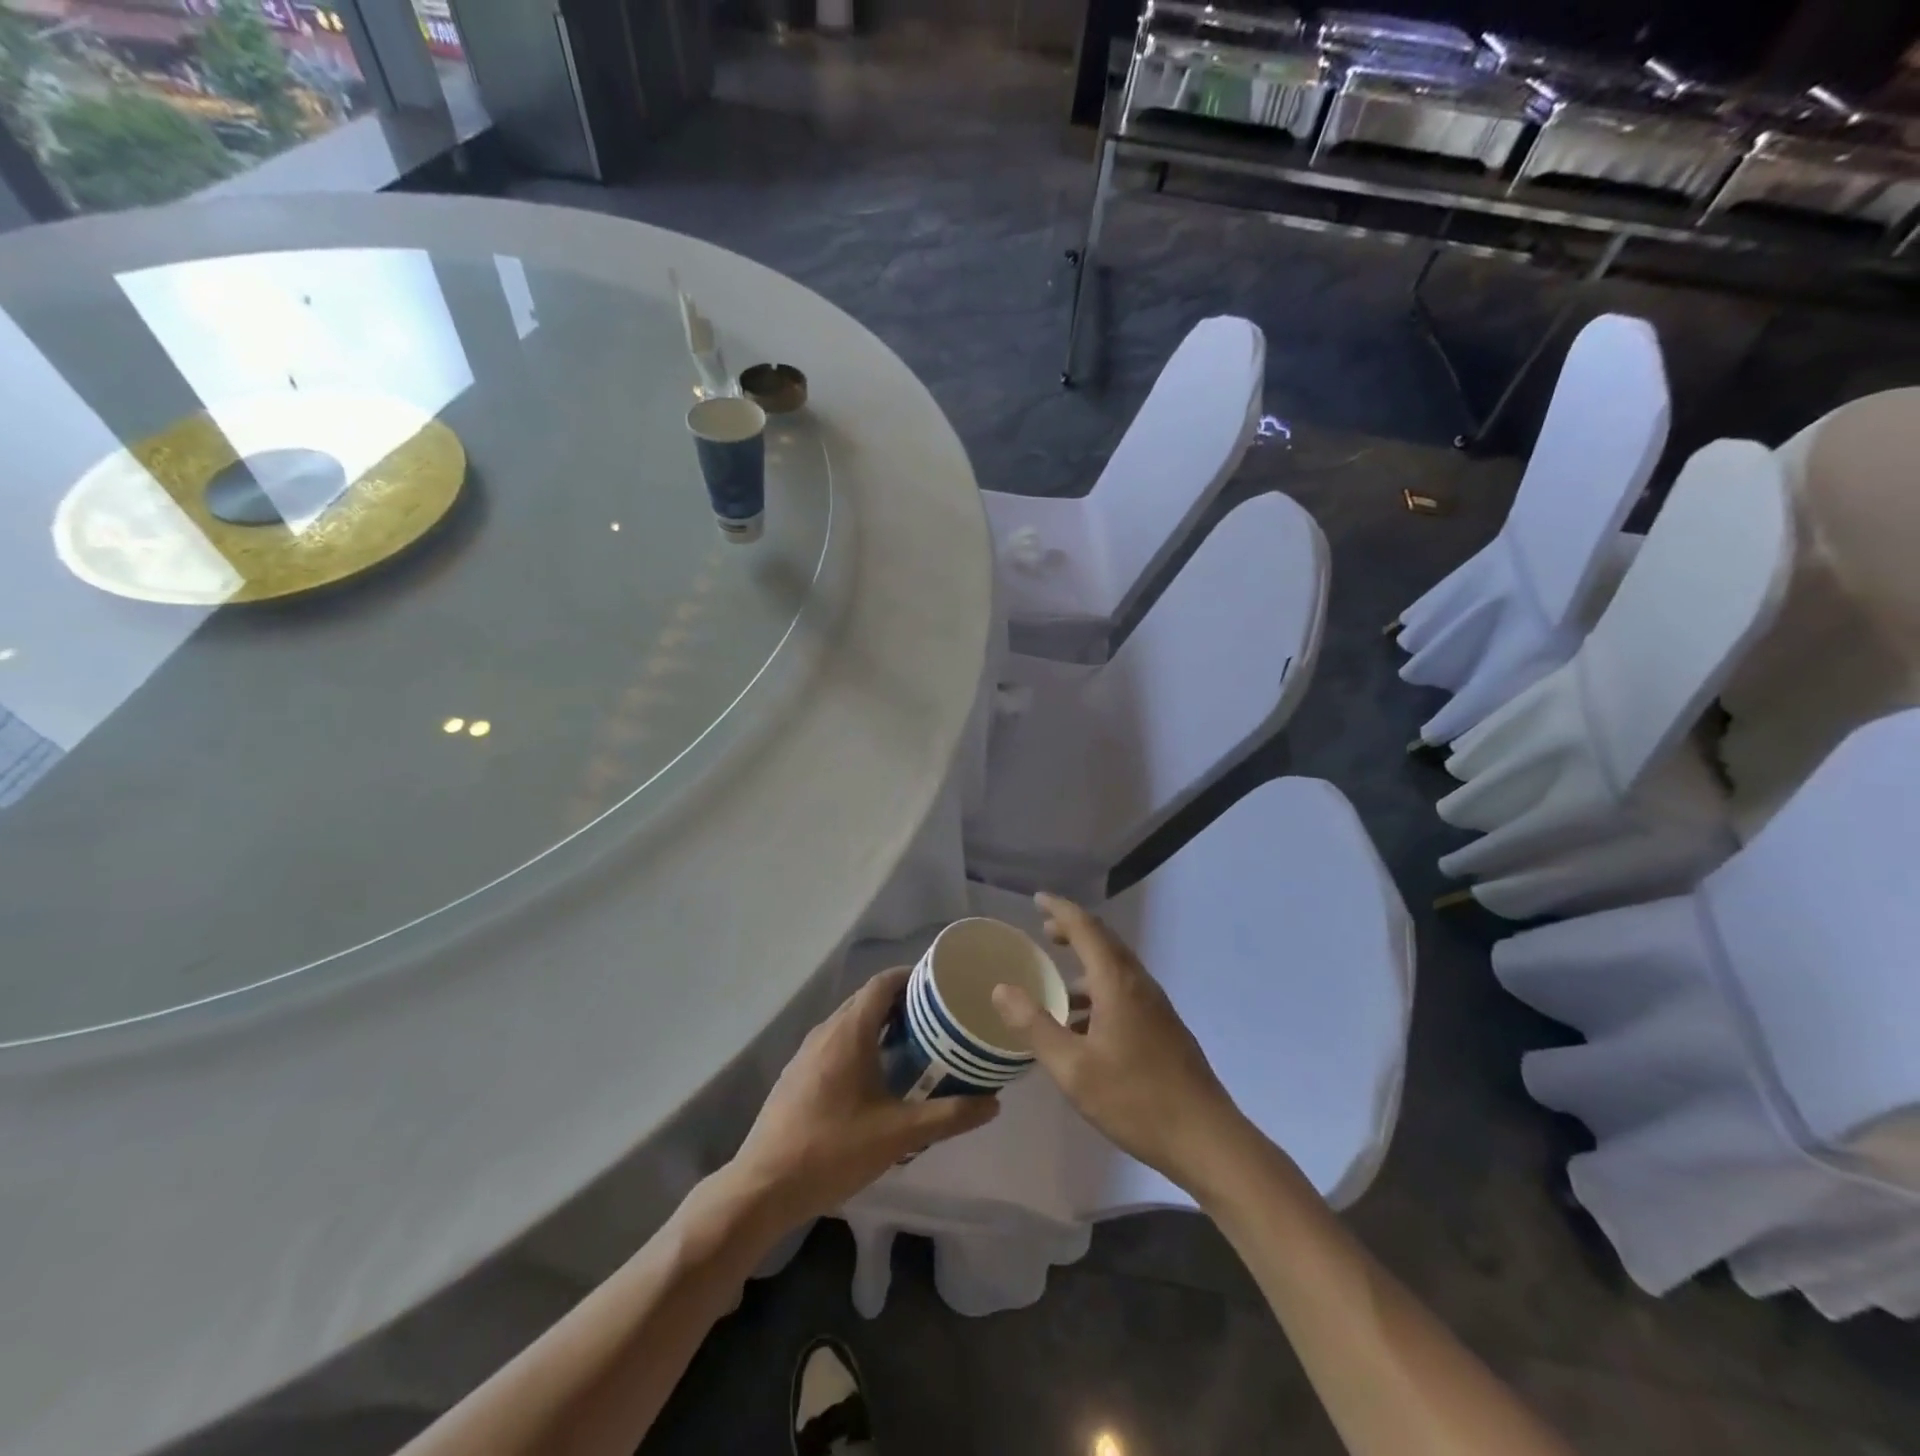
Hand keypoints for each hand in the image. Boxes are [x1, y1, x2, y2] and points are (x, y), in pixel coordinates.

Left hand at [728, 968, 997, 1228]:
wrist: (763, 1186)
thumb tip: (993, 1103)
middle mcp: (826, 1031)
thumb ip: (949, 1116)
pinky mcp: (796, 1075)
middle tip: (937, 1017)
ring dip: (880, 1024)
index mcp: (850, 1032)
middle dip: (901, 1001)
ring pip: (849, 1022)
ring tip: (913, 1044)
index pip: (883, 982)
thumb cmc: (833, 1150)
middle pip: (867, 999)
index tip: (940, 985)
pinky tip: (876, 1077)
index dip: (911, 976)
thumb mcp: (899, 1135)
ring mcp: (806, 1052)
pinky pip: (835, 1043)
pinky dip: (860, 1043)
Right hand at [992, 893, 1242, 1188]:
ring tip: (1057, 985)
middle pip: (1104, 943)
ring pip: (1116, 970)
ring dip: (1086, 965)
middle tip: (1044, 932)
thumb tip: (1001, 989)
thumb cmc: (1135, 1100)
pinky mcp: (1164, 1029)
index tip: (1037, 900)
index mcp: (1117, 983)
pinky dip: (1099, 992)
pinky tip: (1084, 1027)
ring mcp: (1156, 1007)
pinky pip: (1125, 993)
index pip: (1086, 928)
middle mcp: (1139, 985)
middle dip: (1073, 932)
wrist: (1207, 1140)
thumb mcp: (1073, 1069)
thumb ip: (1035, 1026)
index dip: (1060, 909)